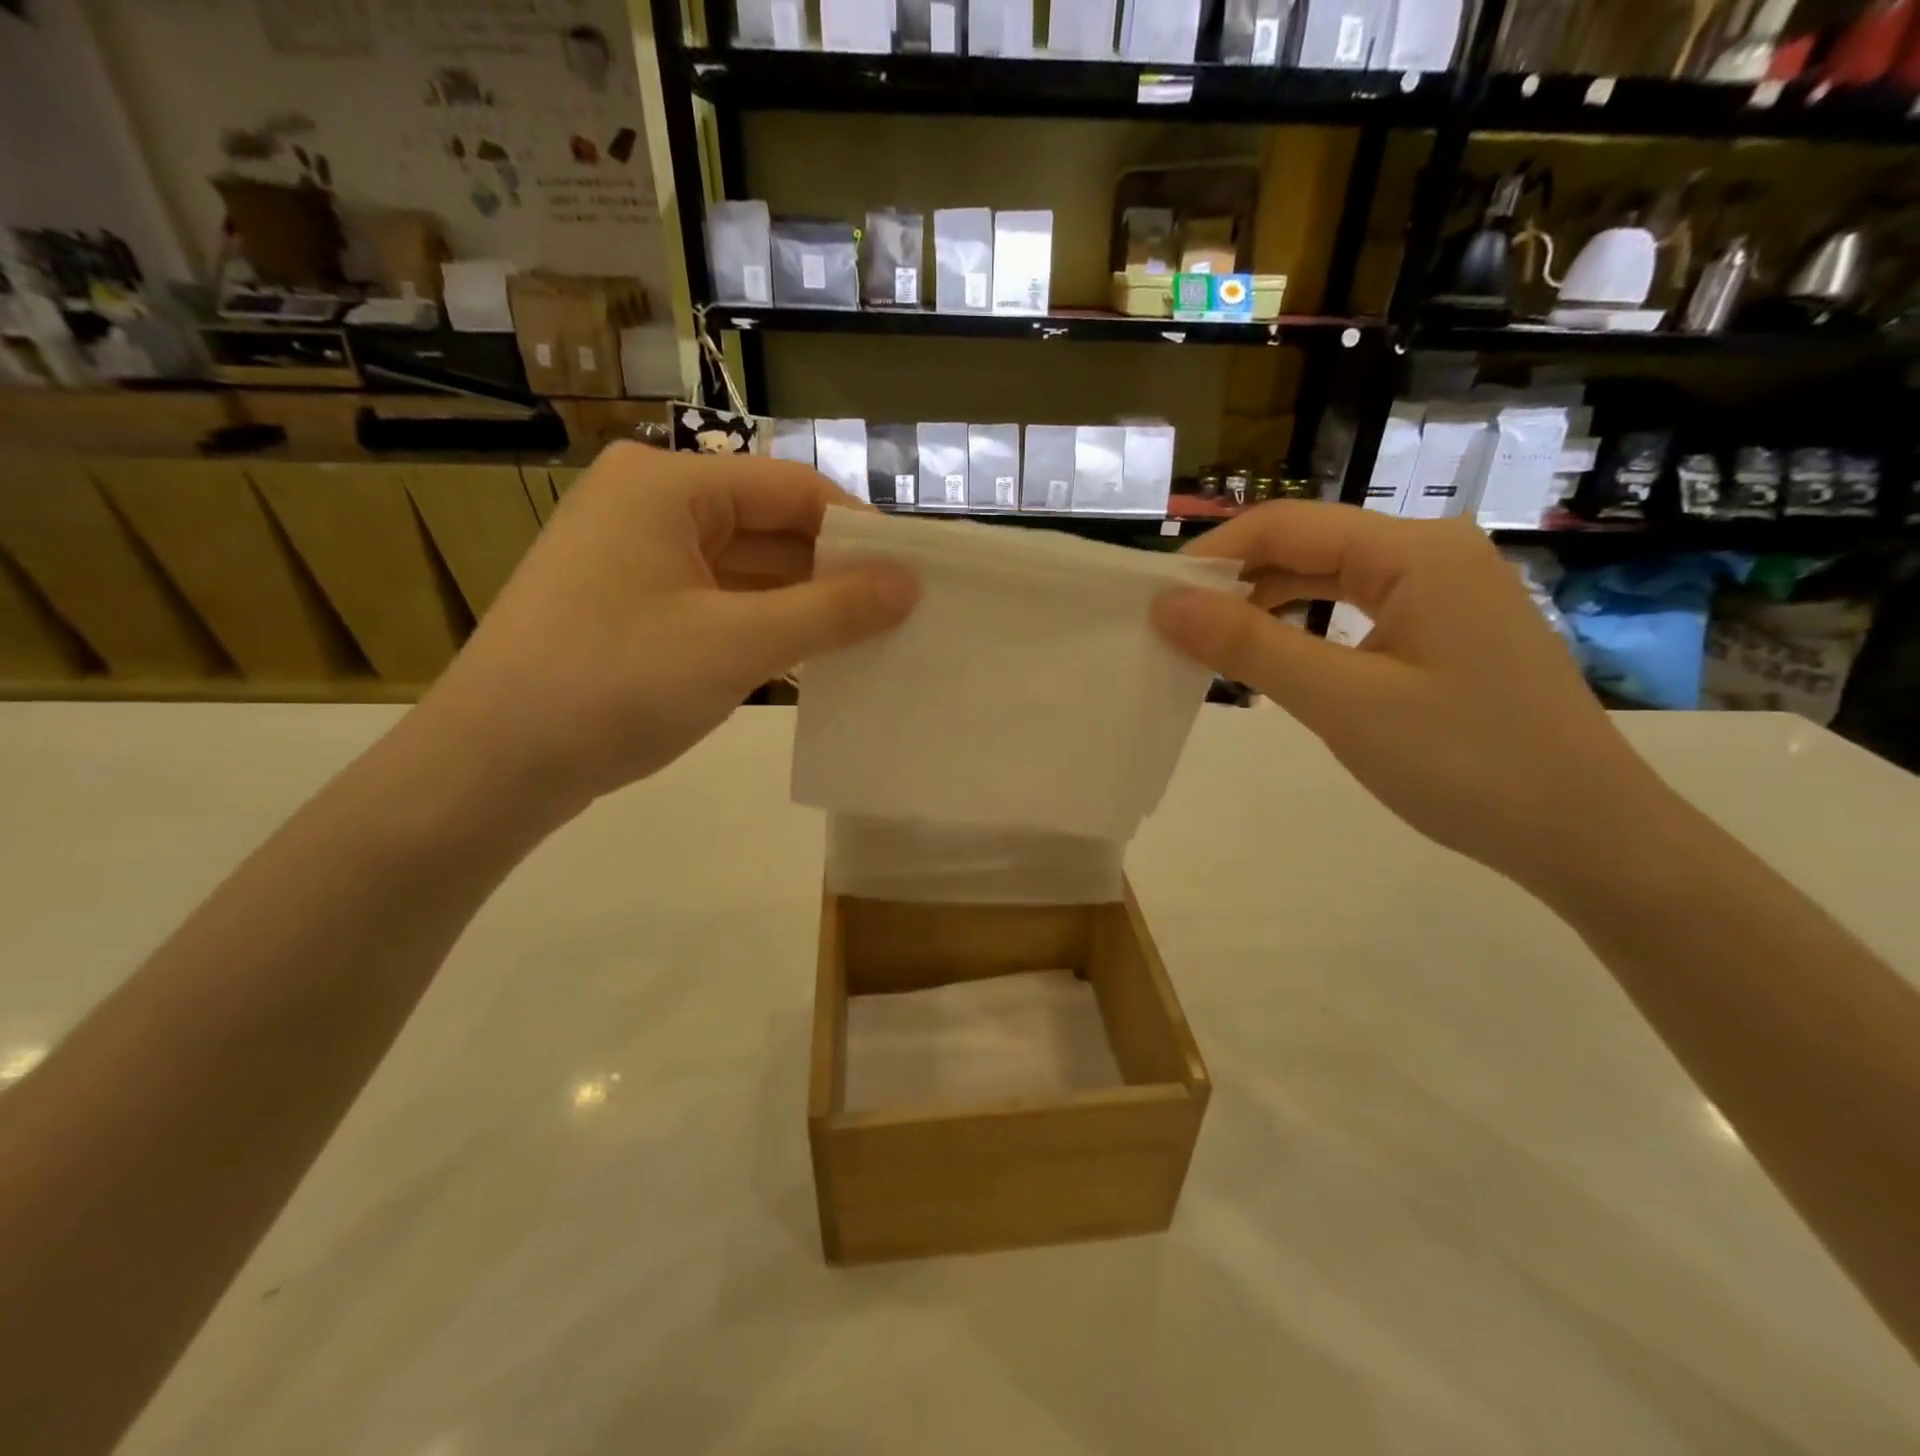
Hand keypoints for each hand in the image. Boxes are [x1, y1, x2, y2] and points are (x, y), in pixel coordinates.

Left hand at [416, 444, 917, 814]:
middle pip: (771, 526)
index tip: (914, 577)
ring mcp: (638, 556)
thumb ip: (833, 609)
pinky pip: (720, 601)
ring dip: (804, 604)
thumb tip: (911, 584)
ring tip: (870, 641)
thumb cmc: (616, 684)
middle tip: (901, 616)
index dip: (860, 531)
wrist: (495, 764)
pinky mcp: (634, 604)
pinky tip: (811, 659)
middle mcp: (651, 504)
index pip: (794, 489)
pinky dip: (766, 626)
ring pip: (748, 569)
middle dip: (834, 572)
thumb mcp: (738, 643)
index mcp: (669, 485)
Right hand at [1151, 502, 1660, 888]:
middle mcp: (1434, 554)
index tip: (1153, 596)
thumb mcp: (1343, 702)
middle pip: (1309, 546)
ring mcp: (1447, 594)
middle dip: (1236, 580)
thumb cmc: (1466, 762)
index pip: (1287, 525)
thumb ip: (1249, 646)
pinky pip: (1356, 612)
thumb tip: (1166, 604)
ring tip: (1209, 642)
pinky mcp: (1448, 633)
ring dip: (1267, 605)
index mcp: (1416, 552)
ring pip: (1331, 579)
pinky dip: (1306, 629)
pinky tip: (1275, 657)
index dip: (1212, 555)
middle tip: (1172, 625)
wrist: (1586, 836)